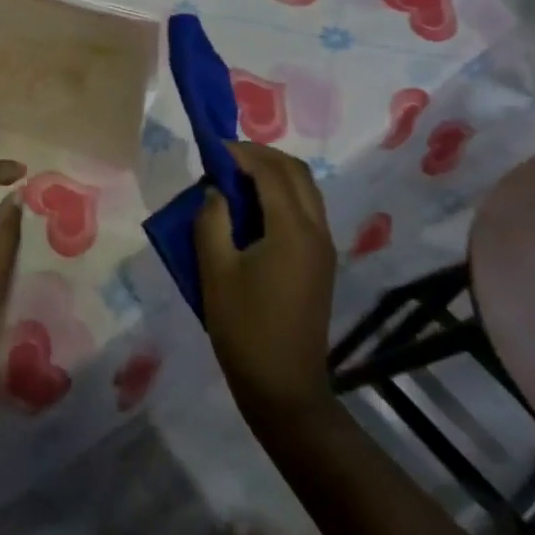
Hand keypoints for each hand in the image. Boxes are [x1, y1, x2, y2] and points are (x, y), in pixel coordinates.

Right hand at [194, 142, 338, 431]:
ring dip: (273, 173)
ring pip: (305, 190)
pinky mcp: (320, 263)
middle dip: (261, 155)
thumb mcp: (215, 271)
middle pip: (296, 172)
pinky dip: (280, 194)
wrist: (284, 388)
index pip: (270, 172)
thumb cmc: (244, 329)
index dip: (241, 152)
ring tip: (234, 177)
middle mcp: (316, 231)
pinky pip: (305, 210)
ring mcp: (323, 248)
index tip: (211, 146)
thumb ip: (212, 221)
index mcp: (292, 230)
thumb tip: (216, 191)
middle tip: (224, 156)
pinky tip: (251, 208)